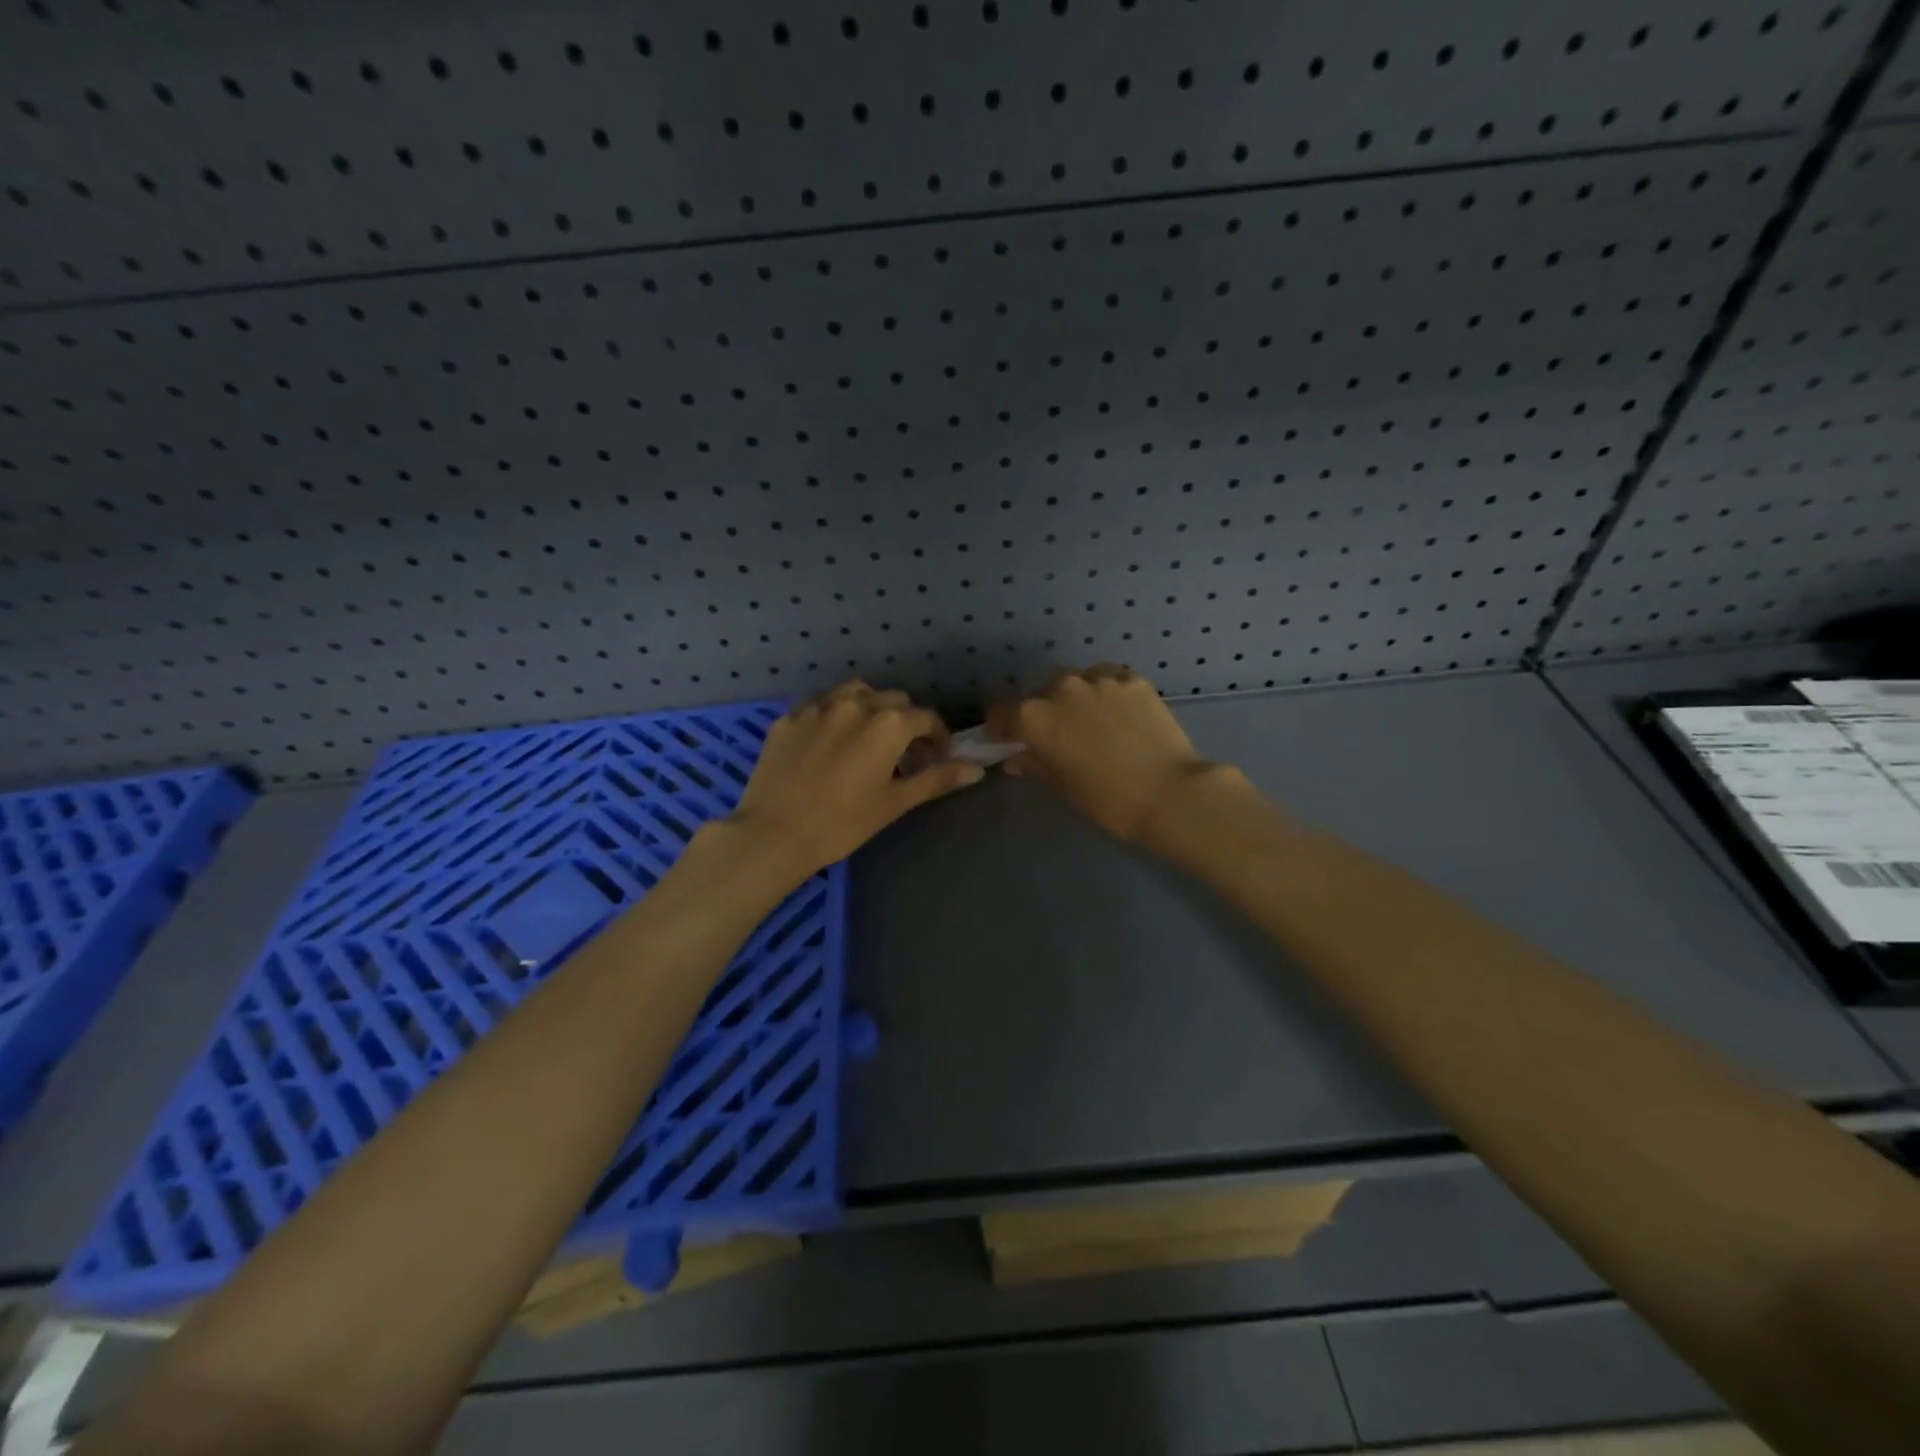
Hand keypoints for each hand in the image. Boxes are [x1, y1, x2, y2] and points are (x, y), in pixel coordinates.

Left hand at [728, 682, 982, 877]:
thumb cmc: (843, 823)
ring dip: (871, 707)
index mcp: (888, 723)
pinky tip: (830, 740)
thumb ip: (936, 779)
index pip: (926, 718)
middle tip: (904, 752)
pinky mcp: (788, 717)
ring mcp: (817, 706)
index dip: (938, 737)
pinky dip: (835, 714)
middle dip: (906, 721)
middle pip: (893, 700)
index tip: (938, 757)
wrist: (774, 833)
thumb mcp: (895, 802)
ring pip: (855, 692)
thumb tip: (976, 770)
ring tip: (868, 736)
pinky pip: (820, 704)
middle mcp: (855, 703)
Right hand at [987, 665, 1225, 843]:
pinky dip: (1107, 693)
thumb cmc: (1107, 799)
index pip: (1003, 713)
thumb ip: (1035, 764)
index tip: (1005, 737)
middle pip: (1041, 693)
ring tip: (1092, 720)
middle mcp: (1062, 687)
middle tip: (1057, 734)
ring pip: (1077, 681)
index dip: (1001, 726)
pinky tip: (1119, 714)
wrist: (1169, 792)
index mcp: (1035, 716)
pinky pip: (1110, 679)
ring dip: (1076, 697)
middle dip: (1043, 710)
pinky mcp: (1133, 679)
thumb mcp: (1063, 786)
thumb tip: (1016, 758)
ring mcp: (1100, 678)